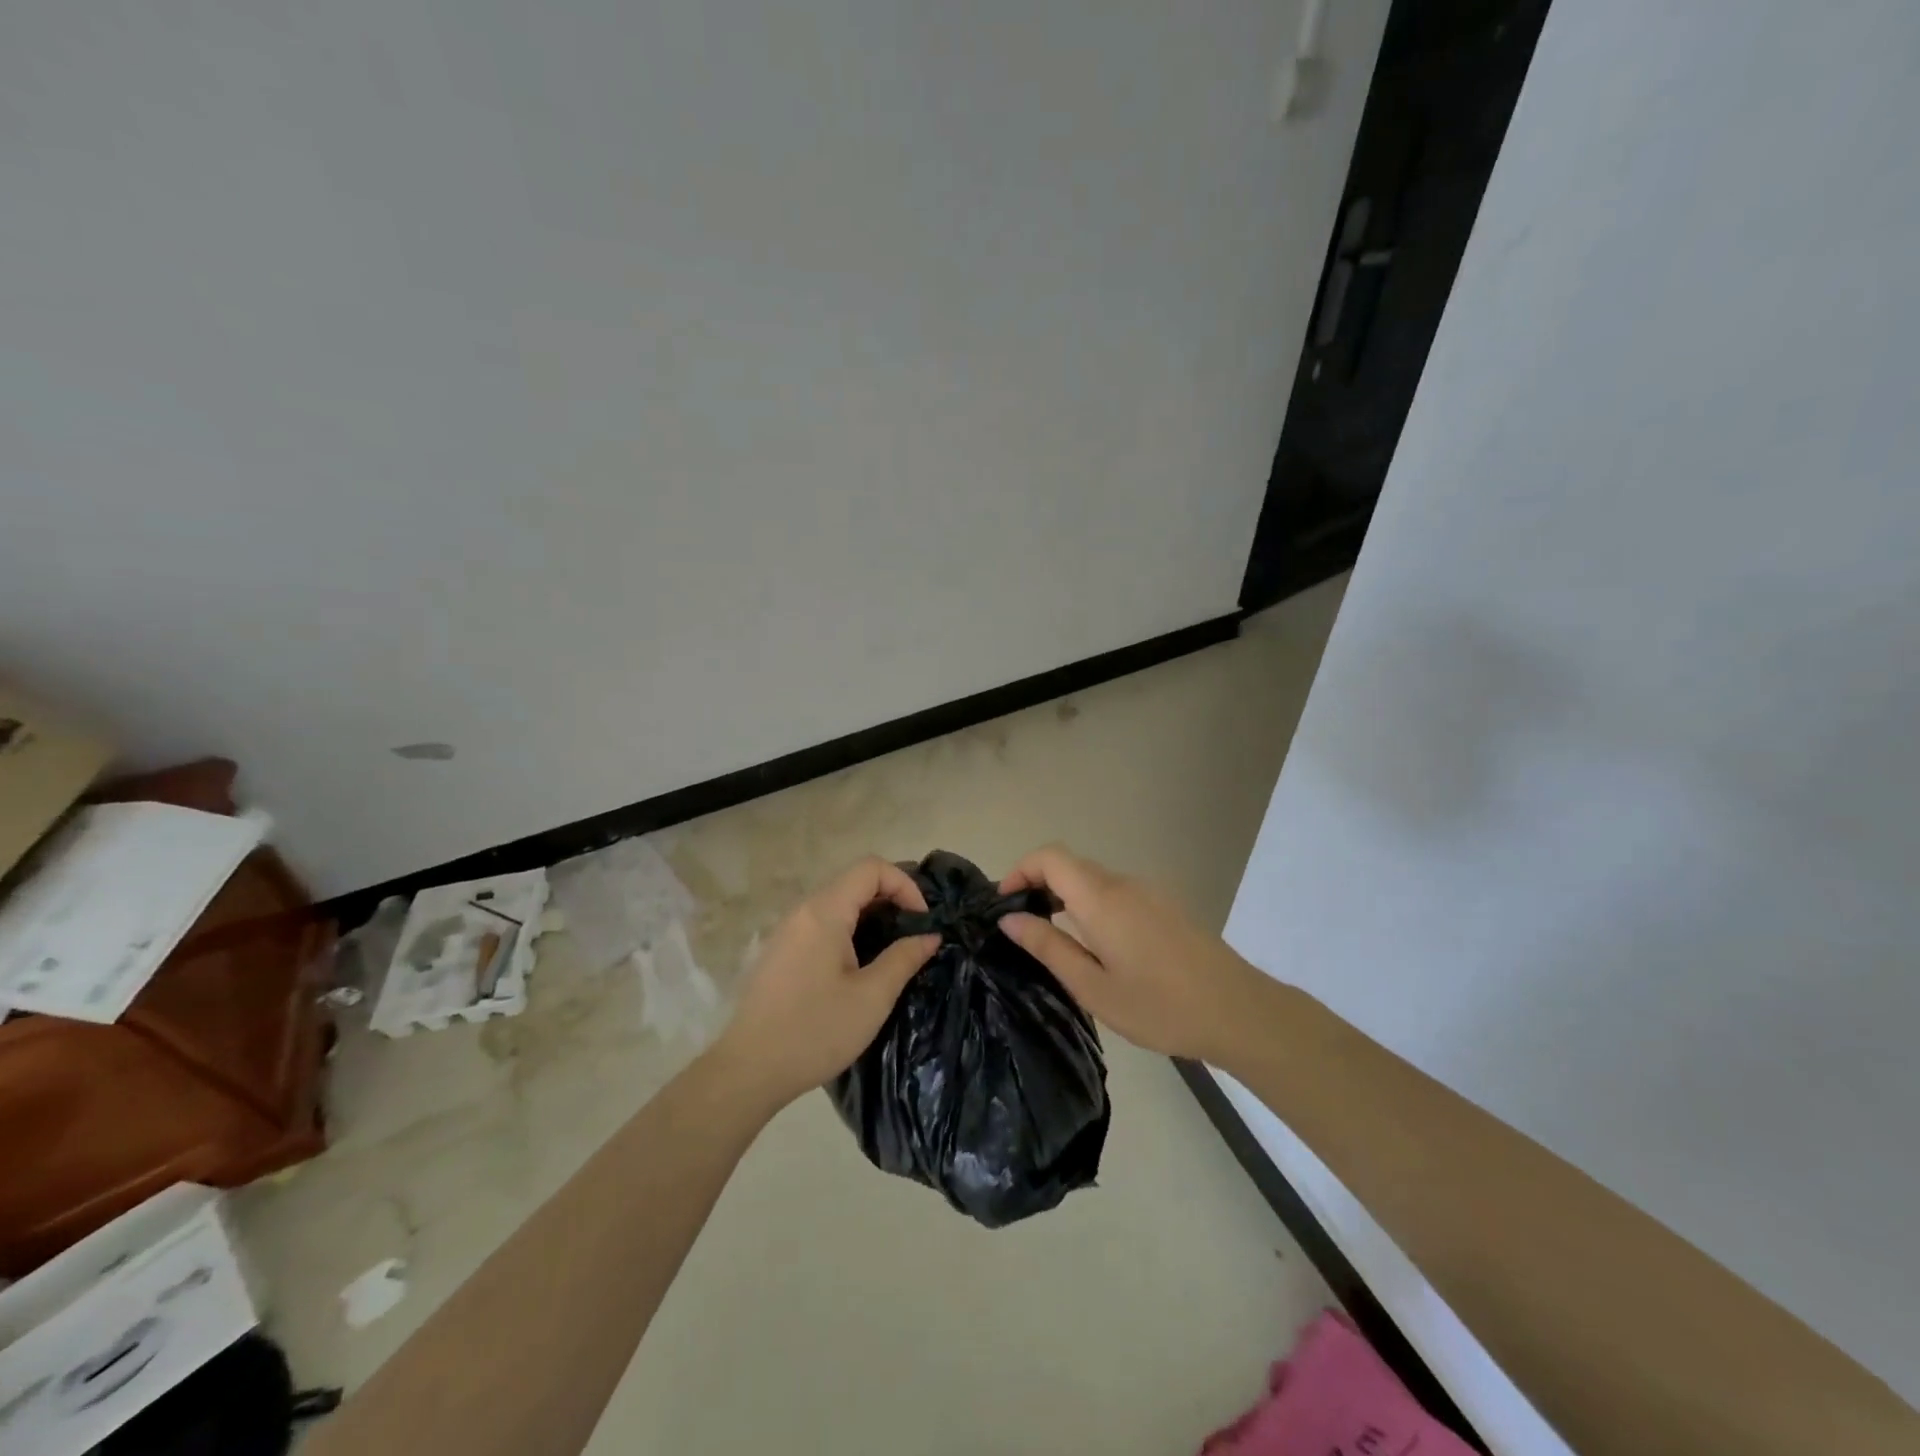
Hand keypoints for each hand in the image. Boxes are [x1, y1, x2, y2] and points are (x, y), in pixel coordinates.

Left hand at [712, 857, 940, 1109]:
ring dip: (870, 917)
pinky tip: (858, 968)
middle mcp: (803, 911)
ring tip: (891, 951)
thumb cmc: (815, 1031)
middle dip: (891, 899)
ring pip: (838, 904)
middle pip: (854, 882)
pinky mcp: (781, 952)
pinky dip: (849, 931)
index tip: (921, 921)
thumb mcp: (872, 997)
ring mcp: (787, 931)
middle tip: (913, 935)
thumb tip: (929, 936)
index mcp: (825, 912)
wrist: (748, 1070)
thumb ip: (904, 958)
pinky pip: (822, 924)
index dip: (904, 884)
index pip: (871, 868)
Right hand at [997, 844, 1274, 1063]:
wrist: (1239, 1011)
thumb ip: (1048, 947)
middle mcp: (1124, 884)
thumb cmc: (1160, 1006)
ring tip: (1056, 942)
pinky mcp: (1166, 905)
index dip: (1020, 869)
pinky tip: (1098, 947)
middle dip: (1039, 885)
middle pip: (1071, 866)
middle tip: (1023, 928)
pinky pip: (1117, 893)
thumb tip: (1010, 919)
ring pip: (1094, 880)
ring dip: (1066, 897)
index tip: (1005, 903)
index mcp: (1101, 899)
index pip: (1050, 857)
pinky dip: (1093, 906)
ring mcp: (1149, 892)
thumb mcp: (1093, 987)